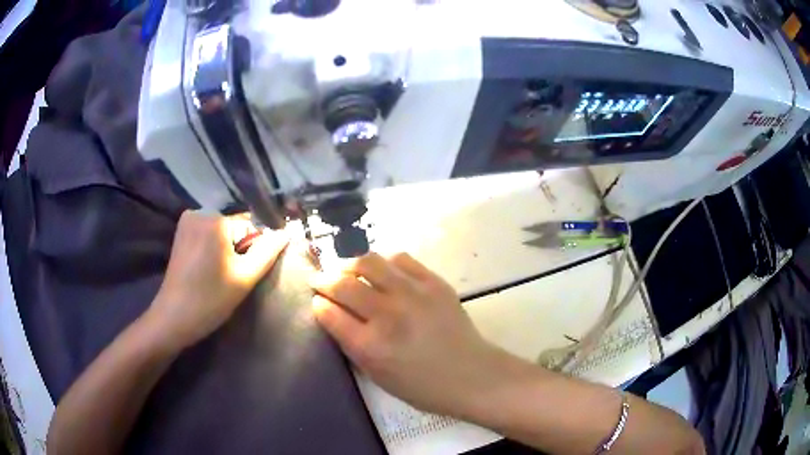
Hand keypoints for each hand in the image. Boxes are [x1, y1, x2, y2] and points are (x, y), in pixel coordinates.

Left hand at [149, 211, 288, 350]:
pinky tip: (208, 269)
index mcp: (215, 219)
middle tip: (230, 276)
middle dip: (238, 249)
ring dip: (227, 250)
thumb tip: (287, 232)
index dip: (253, 250)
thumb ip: (268, 252)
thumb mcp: (245, 278)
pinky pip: (208, 234)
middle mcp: (199, 212)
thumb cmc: (210, 300)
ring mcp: (187, 221)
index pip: (250, 227)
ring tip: (219, 275)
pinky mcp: (181, 232)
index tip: (244, 273)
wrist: (174, 317)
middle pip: (235, 227)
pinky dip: (213, 248)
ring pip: (222, 231)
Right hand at [310, 252, 507, 416]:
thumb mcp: (377, 376)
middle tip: (320, 280)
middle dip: (324, 279)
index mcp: (370, 346)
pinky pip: (400, 259)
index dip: (318, 303)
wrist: (471, 375)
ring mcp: (412, 293)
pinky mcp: (433, 282)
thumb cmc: (422, 386)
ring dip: (350, 264)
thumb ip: (350, 344)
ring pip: (368, 262)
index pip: (329, 313)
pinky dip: (383, 262)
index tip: (316, 300)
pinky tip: (382, 271)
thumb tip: (331, 313)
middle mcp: (388, 314)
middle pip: (343, 284)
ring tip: (347, 270)